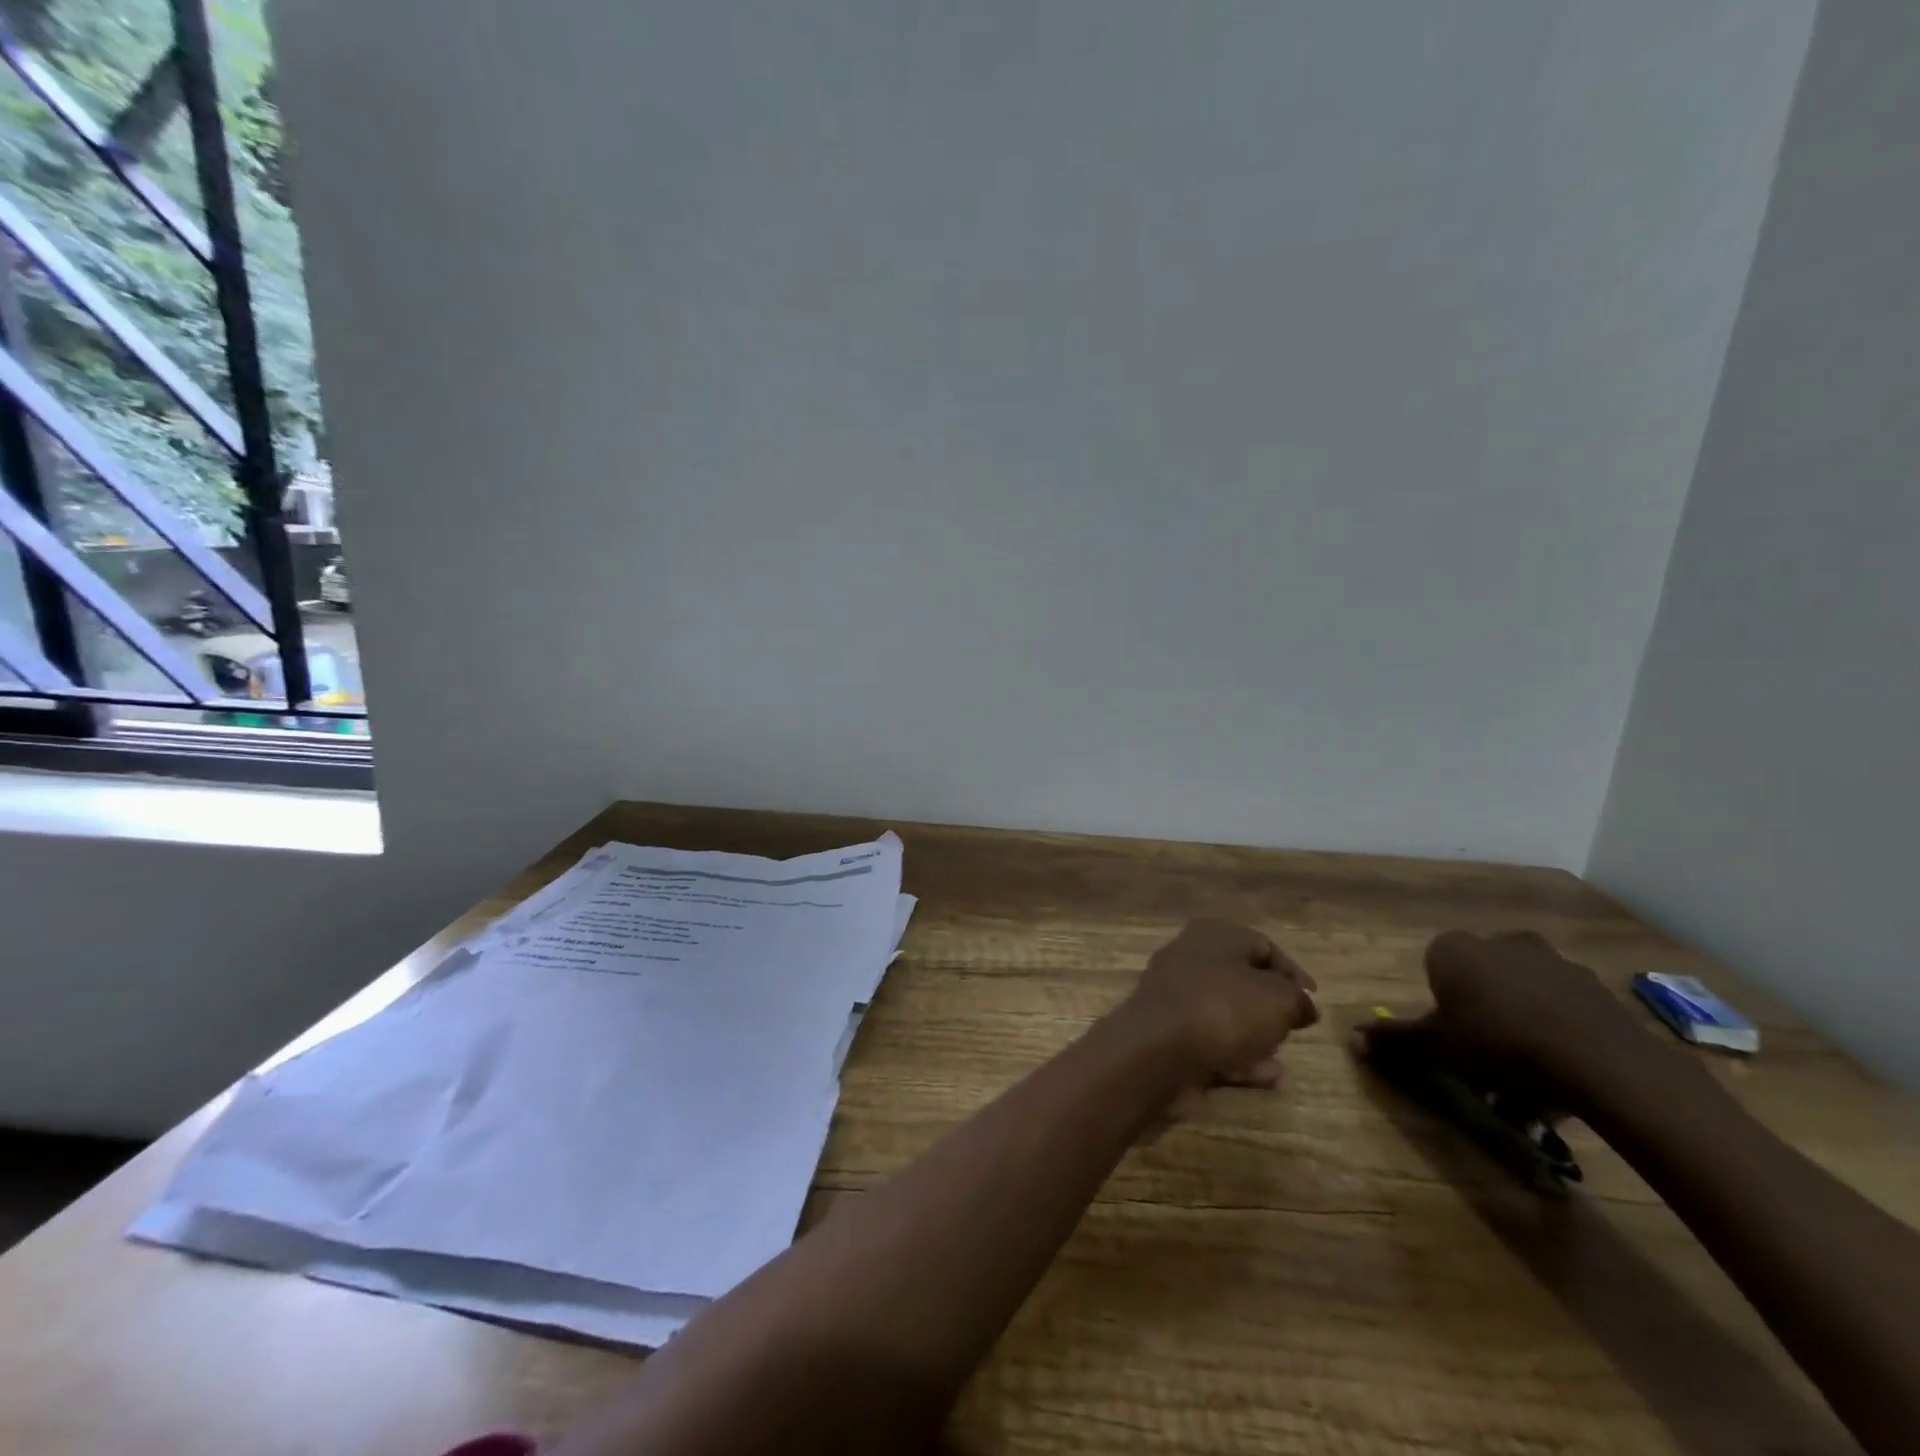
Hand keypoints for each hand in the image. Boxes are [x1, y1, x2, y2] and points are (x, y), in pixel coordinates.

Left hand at [1122, 918, 1318, 1085]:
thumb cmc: (1224, 1009)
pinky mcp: (1165, 1030)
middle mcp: (1190, 956)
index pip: (1263, 946)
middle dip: (1270, 1007)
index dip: (1293, 974)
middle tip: (1292, 1029)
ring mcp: (1174, 994)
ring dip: (1255, 1036)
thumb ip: (1298, 1000)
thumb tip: (1302, 1004)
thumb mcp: (1280, 999)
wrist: (1157, 1048)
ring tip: (1280, 1059)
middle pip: (1241, 980)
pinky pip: (1209, 1040)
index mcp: (1215, 934)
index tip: (1313, 1002)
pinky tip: (1265, 1078)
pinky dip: (1236, 1056)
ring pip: (1225, 1013)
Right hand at [1354, 930, 1652, 1115]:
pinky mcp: (1594, 985)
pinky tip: (1565, 1067)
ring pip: (1524, 988)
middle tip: (1488, 1051)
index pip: (1435, 965)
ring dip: (1523, 1017)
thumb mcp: (1436, 1047)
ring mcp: (1552, 960)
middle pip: (1481, 974)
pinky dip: (1560, 1027)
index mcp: (1454, 949)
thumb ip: (1395, 1039)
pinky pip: (1564, 1004)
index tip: (1451, 1033)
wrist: (1599, 1061)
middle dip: (1483, 1007)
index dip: (1441, 1000)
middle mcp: (1499, 941)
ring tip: (1531, 1069)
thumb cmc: (1497, 1043)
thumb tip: (1350, 1039)